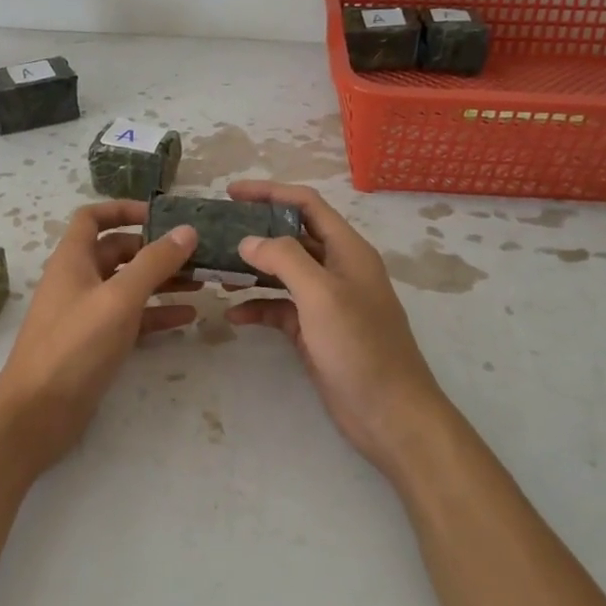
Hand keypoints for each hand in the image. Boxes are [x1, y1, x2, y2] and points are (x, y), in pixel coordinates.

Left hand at [0, 201, 198, 470]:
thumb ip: (154, 263)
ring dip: (162, 282)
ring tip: (203, 282)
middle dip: (156, 250)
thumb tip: (186, 230)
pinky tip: (188, 317)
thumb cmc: (75, 346)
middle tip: (196, 254)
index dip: (124, 209)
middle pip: (118, 251)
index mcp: (73, 259)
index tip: (161, 215)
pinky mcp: (96, 343)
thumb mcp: (119, 299)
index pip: (93, 217)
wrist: (38, 412)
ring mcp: (87, 313)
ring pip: (129, 286)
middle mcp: (78, 280)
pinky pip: (131, 319)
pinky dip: (157, 314)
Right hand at [224, 181, 452, 478]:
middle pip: (292, 237)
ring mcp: (326, 302)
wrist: (389, 413)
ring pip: (283, 274)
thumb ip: (284, 259)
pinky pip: (281, 309)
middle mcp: (338, 269)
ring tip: (216, 271)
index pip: (306, 205)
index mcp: (348, 250)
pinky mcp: (315, 332)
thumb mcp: (321, 294)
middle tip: (217, 232)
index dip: (270, 193)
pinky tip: (233, 315)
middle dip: (256, 232)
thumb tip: (248, 241)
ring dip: (252, 271)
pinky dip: (258, 307)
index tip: (231, 192)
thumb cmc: (360, 346)